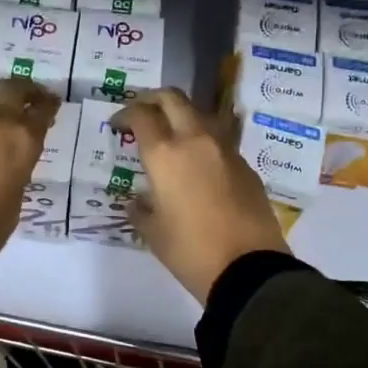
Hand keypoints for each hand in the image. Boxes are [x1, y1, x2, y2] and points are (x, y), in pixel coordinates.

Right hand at [114, 88, 289, 303]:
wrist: (249, 268)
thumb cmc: (190, 251)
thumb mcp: (153, 233)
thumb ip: (140, 210)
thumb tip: (137, 202)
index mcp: (165, 154)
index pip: (141, 115)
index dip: (125, 114)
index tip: (117, 125)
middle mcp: (195, 140)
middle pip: (173, 99)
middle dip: (153, 99)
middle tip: (143, 112)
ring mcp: (225, 150)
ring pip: (200, 113)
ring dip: (182, 115)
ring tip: (171, 134)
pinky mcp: (245, 165)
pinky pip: (219, 140)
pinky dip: (203, 141)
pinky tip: (198, 164)